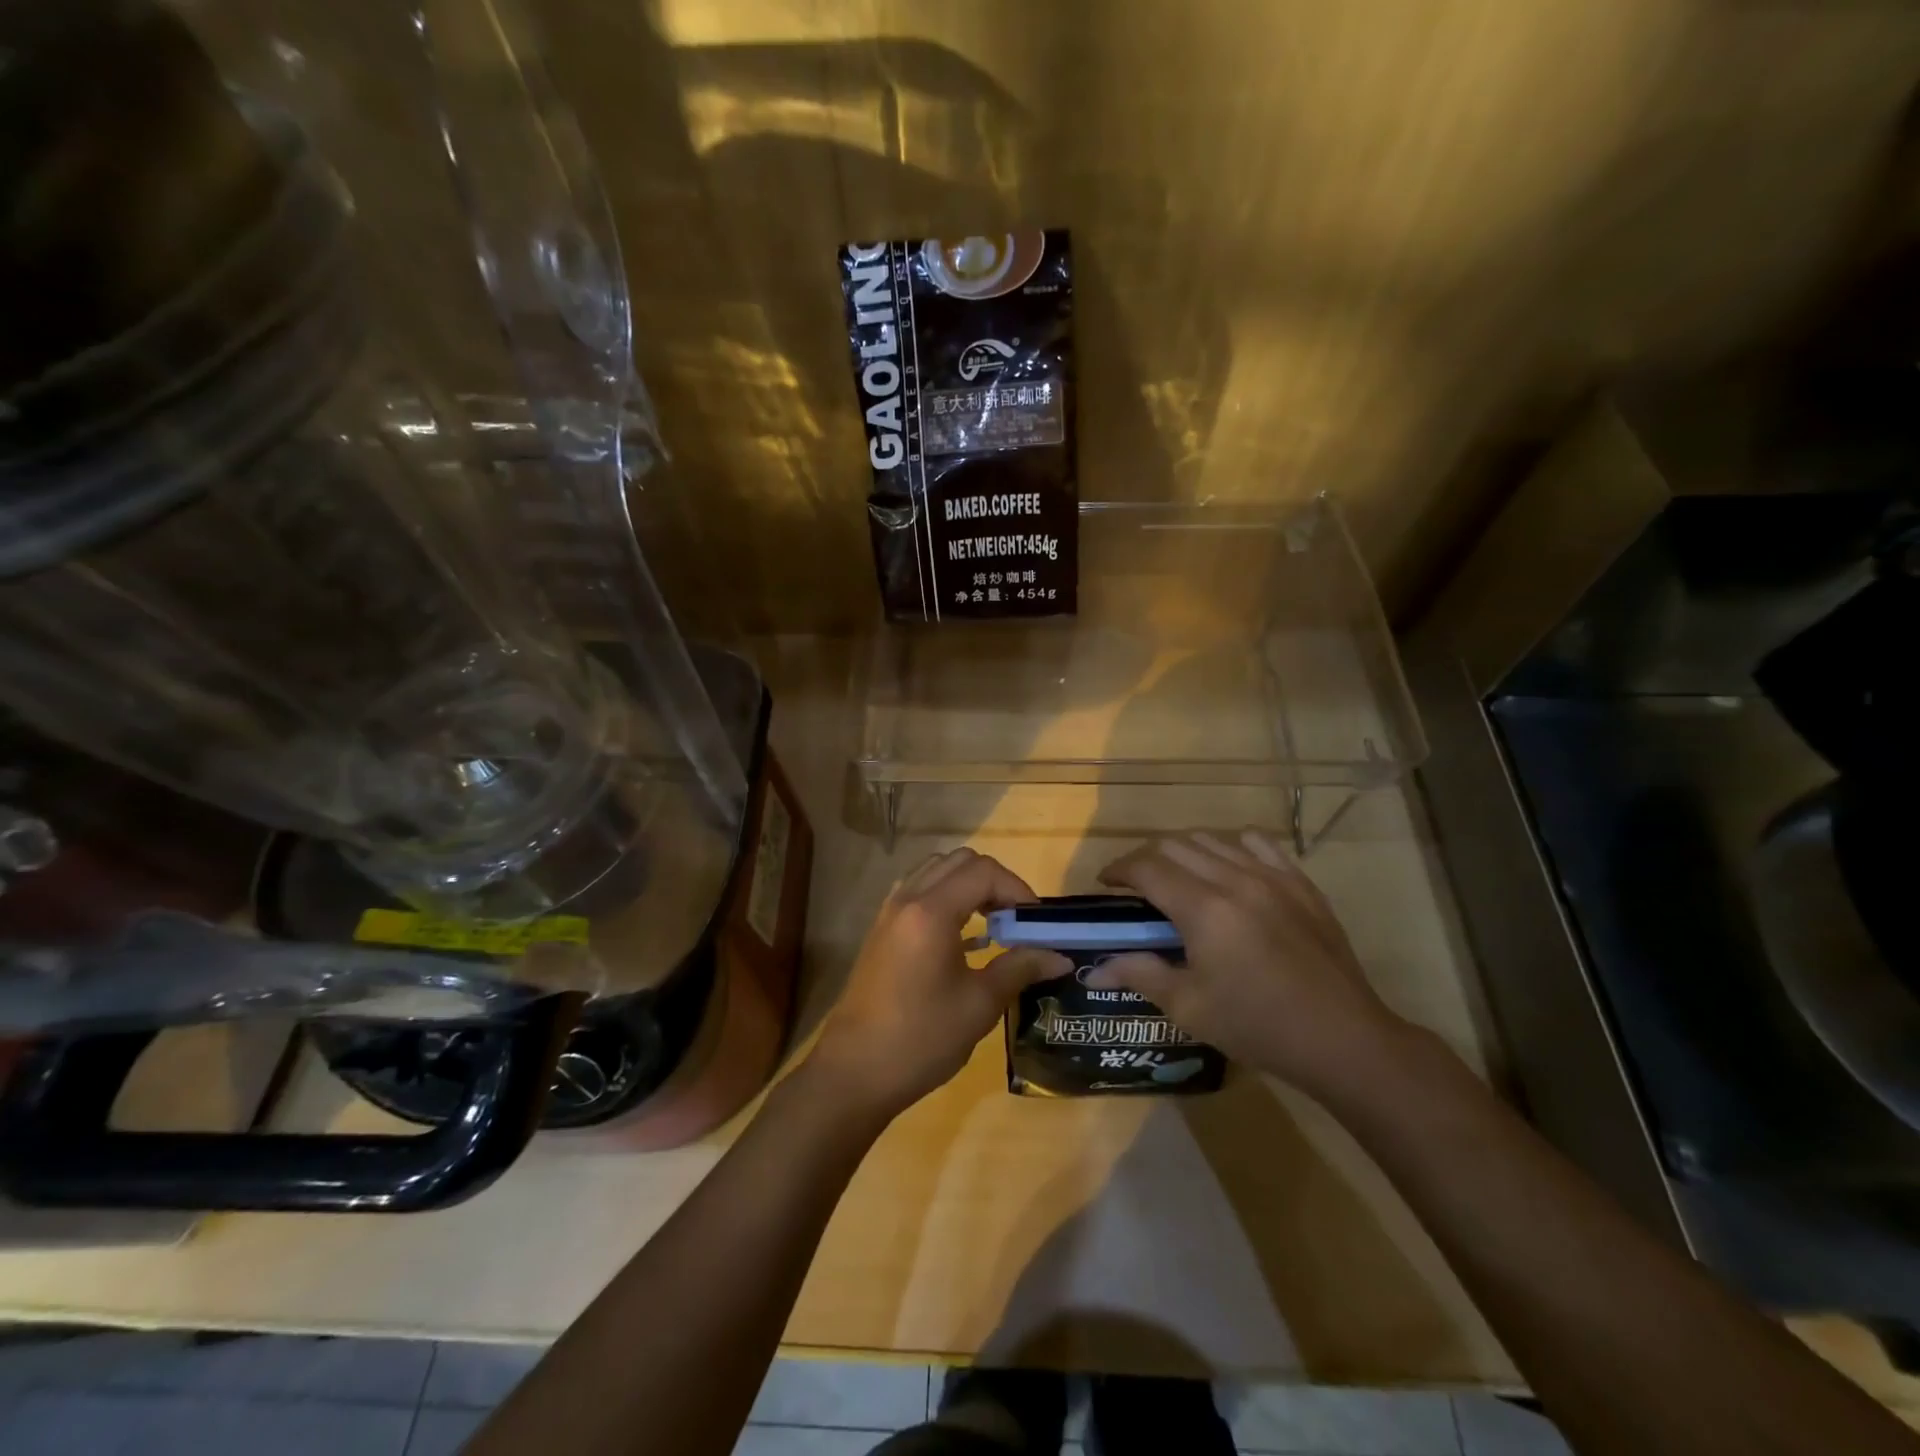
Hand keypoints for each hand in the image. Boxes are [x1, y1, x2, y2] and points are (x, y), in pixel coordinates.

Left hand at [809, 849, 1068, 1121]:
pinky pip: (918, 891)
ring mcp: (889, 912)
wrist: (854, 1071)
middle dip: (995, 881)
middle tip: (1016, 919)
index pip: (984, 872)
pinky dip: (945, 897)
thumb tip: (1060, 956)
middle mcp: (908, 899)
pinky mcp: (881, 929)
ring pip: (936, 871)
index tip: (1036, 923)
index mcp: (931, 911)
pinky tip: (960, 936)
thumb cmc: (921, 1038)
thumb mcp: (979, 1004)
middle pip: (959, 861)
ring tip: (991, 923)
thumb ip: (1020, 968)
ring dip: (968, 885)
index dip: (1017, 889)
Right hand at [1089, 831, 1402, 1096]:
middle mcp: (1234, 879)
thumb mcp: (1189, 1007)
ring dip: (1185, 852)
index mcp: (1203, 909)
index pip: (1146, 867)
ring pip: (1213, 839)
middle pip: (1175, 844)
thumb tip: (1094, 968)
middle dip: (1146, 859)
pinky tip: (1229, 871)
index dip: (1118, 870)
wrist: (1342, 1039)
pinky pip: (1257, 843)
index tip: (1105, 885)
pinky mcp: (1300, 882)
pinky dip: (1231, 847)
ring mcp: (1272, 876)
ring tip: (1179, 879)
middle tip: (1137, 888)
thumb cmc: (1258, 1027)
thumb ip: (1139, 975)